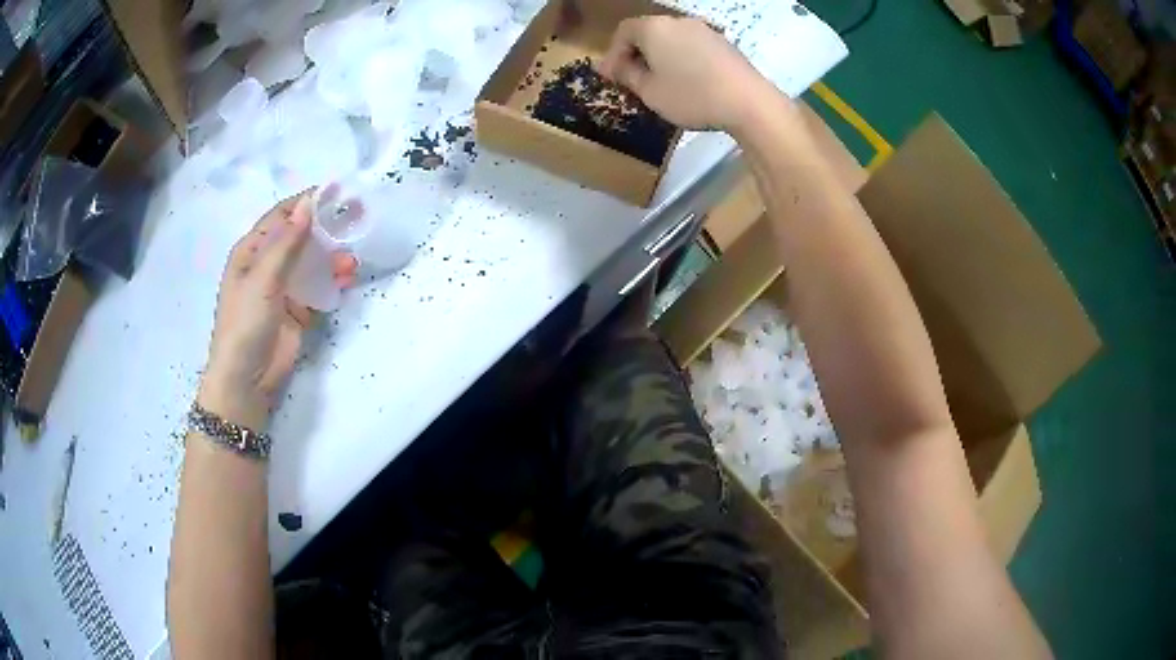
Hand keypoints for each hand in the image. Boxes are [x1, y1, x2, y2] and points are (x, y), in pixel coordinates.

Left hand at [198, 192, 357, 430]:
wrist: (247, 380)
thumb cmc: (245, 323)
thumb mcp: (262, 279)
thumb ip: (286, 242)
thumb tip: (308, 203)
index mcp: (251, 251)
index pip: (281, 216)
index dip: (306, 202)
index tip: (336, 192)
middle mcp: (267, 265)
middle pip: (300, 237)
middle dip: (325, 227)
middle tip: (356, 217)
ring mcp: (284, 288)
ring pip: (312, 262)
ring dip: (332, 256)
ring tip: (351, 257)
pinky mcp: (299, 310)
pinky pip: (319, 288)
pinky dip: (334, 281)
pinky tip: (347, 277)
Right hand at [597, 17, 779, 131]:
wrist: (748, 102)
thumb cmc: (691, 96)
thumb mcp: (649, 91)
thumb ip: (626, 75)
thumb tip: (612, 66)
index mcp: (654, 28)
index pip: (624, 31)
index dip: (613, 54)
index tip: (611, 77)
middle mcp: (678, 21)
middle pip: (648, 32)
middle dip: (636, 54)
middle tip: (632, 80)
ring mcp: (704, 30)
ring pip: (671, 39)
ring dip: (660, 57)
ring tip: (660, 83)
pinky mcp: (723, 43)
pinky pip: (692, 46)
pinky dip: (682, 58)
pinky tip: (687, 81)